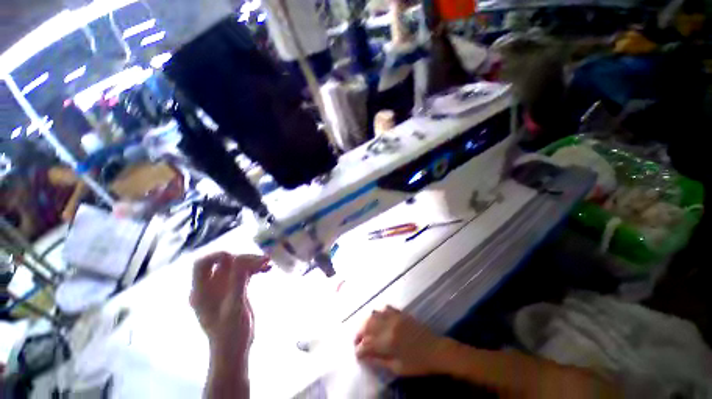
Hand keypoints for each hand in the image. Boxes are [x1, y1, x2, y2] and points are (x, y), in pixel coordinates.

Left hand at [190, 252, 269, 361]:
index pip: (202, 263)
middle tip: (264, 260)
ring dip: (252, 263)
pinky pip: (244, 274)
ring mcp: (222, 289)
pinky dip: (255, 270)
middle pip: (225, 263)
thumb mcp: (235, 306)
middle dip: (244, 259)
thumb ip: (237, 281)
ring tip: (269, 263)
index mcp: (202, 291)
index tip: (240, 257)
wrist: (235, 350)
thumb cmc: (231, 333)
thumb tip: (241, 257)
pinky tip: (268, 270)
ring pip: (236, 267)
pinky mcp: (234, 291)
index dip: (218, 255)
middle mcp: (210, 287)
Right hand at [354, 306, 451, 376]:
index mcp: (388, 342)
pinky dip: (378, 313)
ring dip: (366, 322)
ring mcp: (395, 317)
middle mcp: (389, 325)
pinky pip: (385, 308)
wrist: (435, 350)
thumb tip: (364, 356)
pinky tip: (378, 319)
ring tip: (365, 331)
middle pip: (367, 325)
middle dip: (359, 333)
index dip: (359, 349)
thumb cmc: (417, 363)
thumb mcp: (397, 368)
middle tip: (357, 341)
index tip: (357, 354)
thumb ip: (379, 361)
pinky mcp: (400, 312)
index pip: (367, 344)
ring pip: (374, 314)